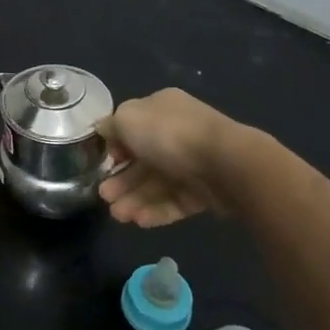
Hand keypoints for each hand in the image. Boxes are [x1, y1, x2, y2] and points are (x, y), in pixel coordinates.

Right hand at [98, 88, 243, 228]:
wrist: (225, 163)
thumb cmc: (168, 134)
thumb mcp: (127, 119)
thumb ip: (110, 126)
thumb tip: (103, 130)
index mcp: (161, 108)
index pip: (133, 126)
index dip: (116, 145)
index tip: (104, 161)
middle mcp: (177, 133)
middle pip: (142, 160)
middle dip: (121, 179)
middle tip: (104, 196)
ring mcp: (192, 163)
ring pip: (157, 184)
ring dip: (134, 199)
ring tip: (118, 215)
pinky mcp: (205, 192)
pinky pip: (175, 201)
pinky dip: (156, 210)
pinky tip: (139, 221)